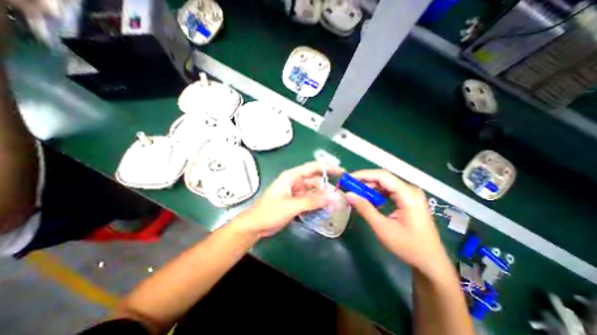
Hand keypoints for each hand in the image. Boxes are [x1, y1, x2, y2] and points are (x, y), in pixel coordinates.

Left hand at [235, 162, 342, 237]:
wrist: (255, 226)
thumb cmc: (269, 212)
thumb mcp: (291, 206)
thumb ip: (312, 201)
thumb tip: (332, 196)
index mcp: (292, 176)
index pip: (313, 167)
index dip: (328, 167)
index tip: (342, 172)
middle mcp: (295, 182)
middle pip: (315, 180)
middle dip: (327, 187)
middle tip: (339, 196)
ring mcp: (296, 192)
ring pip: (314, 191)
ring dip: (323, 197)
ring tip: (333, 205)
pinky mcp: (296, 201)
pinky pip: (310, 199)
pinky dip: (317, 203)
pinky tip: (324, 209)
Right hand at [349, 170, 449, 276]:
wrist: (430, 262)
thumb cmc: (408, 247)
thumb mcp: (382, 228)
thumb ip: (364, 209)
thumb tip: (348, 194)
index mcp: (408, 195)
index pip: (382, 176)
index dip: (363, 175)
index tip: (347, 178)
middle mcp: (410, 190)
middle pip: (383, 179)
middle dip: (364, 182)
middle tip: (348, 187)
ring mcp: (410, 194)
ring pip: (384, 184)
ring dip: (369, 188)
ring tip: (355, 194)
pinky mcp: (407, 200)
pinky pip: (388, 191)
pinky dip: (376, 194)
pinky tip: (367, 200)